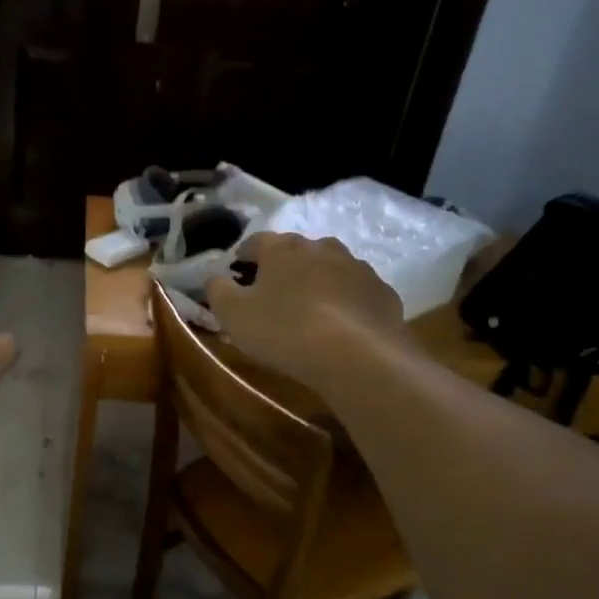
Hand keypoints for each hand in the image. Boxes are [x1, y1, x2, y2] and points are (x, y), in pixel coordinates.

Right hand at [206, 233, 404, 391]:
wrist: (358, 357)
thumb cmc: (285, 330)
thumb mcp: (234, 314)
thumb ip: (218, 290)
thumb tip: (215, 277)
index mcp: (283, 247)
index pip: (256, 242)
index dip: (243, 257)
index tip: (236, 274)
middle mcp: (322, 247)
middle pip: (296, 252)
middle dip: (283, 269)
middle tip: (272, 296)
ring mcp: (358, 268)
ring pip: (329, 269)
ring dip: (317, 283)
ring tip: (309, 311)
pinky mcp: (383, 293)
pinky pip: (356, 293)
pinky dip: (345, 303)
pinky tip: (340, 327)